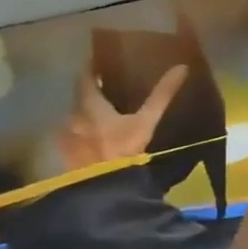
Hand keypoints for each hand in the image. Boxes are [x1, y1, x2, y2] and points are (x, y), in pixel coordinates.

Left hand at [58, 63, 189, 168]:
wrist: (105, 187)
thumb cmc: (125, 150)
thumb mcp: (147, 122)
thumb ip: (161, 95)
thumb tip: (181, 68)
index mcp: (89, 104)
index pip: (84, 76)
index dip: (91, 66)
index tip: (101, 60)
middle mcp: (72, 115)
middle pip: (79, 96)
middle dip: (91, 90)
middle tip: (108, 87)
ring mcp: (66, 136)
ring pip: (76, 116)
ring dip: (87, 112)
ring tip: (104, 113)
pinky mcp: (66, 154)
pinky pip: (73, 135)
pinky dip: (83, 130)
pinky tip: (96, 138)